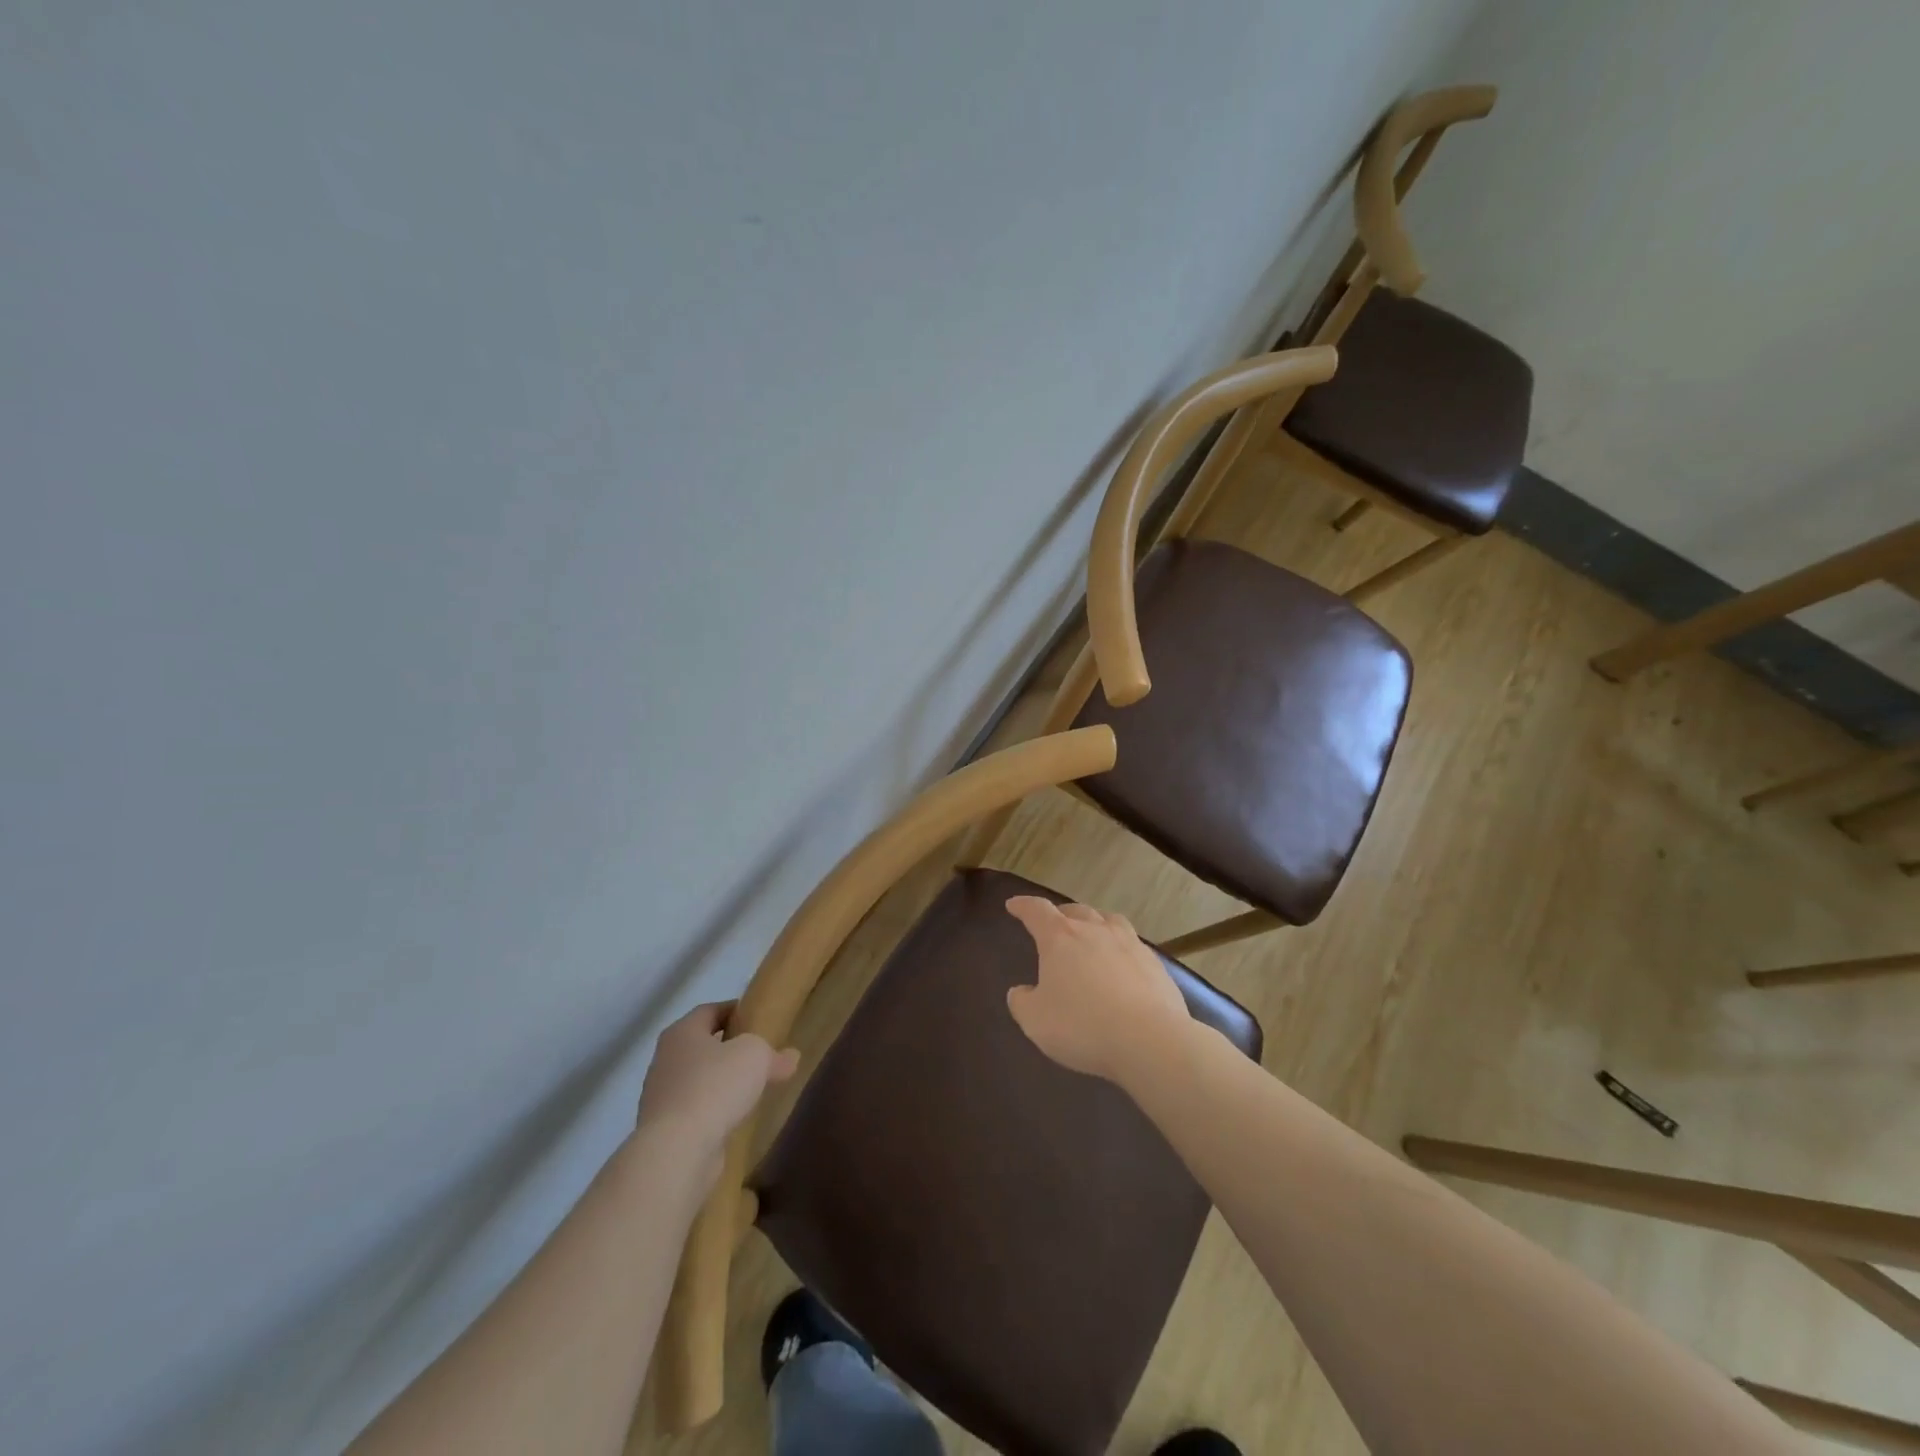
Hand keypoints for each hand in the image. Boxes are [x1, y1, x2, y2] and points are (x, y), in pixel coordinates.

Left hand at [636, 1002, 798, 1165]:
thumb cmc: (715, 1086)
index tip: (758, 1018)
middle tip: (760, 1052)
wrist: (677, 1151)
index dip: (735, 1010)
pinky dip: (715, 1110)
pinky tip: (737, 1117)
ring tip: (753, 1087)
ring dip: (723, 1082)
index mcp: (682, 1032)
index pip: (710, 1010)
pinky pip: (697, 1110)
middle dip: (730, 1048)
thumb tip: (791, 1057)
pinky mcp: (666, 1130)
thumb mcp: (756, 1056)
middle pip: (703, 1045)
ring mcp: (662, 1097)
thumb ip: (774, 1054)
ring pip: (699, 1079)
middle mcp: (666, 1059)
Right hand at [1004, 897, 1189, 1083]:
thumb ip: (1022, 1002)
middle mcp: (1094, 930)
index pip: (1036, 911)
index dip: (1023, 906)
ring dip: (1094, 922)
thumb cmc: (1082, 1026)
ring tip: (1091, 933)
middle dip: (1060, 914)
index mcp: (1060, 938)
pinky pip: (1131, 943)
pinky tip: (1121, 963)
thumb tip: (1020, 991)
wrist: (1149, 1040)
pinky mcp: (1154, 962)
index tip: (1013, 905)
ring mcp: (1128, 943)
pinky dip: (1120, 947)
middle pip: (1075, 910)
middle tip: (1052, 924)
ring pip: (1108, 920)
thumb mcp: (1035, 1021)